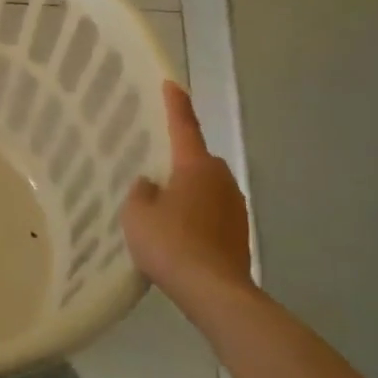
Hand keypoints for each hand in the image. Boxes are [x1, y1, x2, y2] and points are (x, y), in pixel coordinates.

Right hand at [120, 82, 253, 306]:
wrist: (214, 292)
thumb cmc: (171, 243)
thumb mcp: (137, 213)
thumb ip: (141, 191)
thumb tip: (152, 185)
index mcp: (195, 166)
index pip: (184, 126)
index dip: (176, 104)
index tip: (172, 84)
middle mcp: (220, 179)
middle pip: (197, 161)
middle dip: (180, 163)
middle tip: (155, 173)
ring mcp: (235, 207)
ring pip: (206, 189)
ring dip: (190, 193)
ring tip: (164, 211)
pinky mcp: (240, 234)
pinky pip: (212, 214)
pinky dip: (198, 218)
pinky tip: (180, 236)